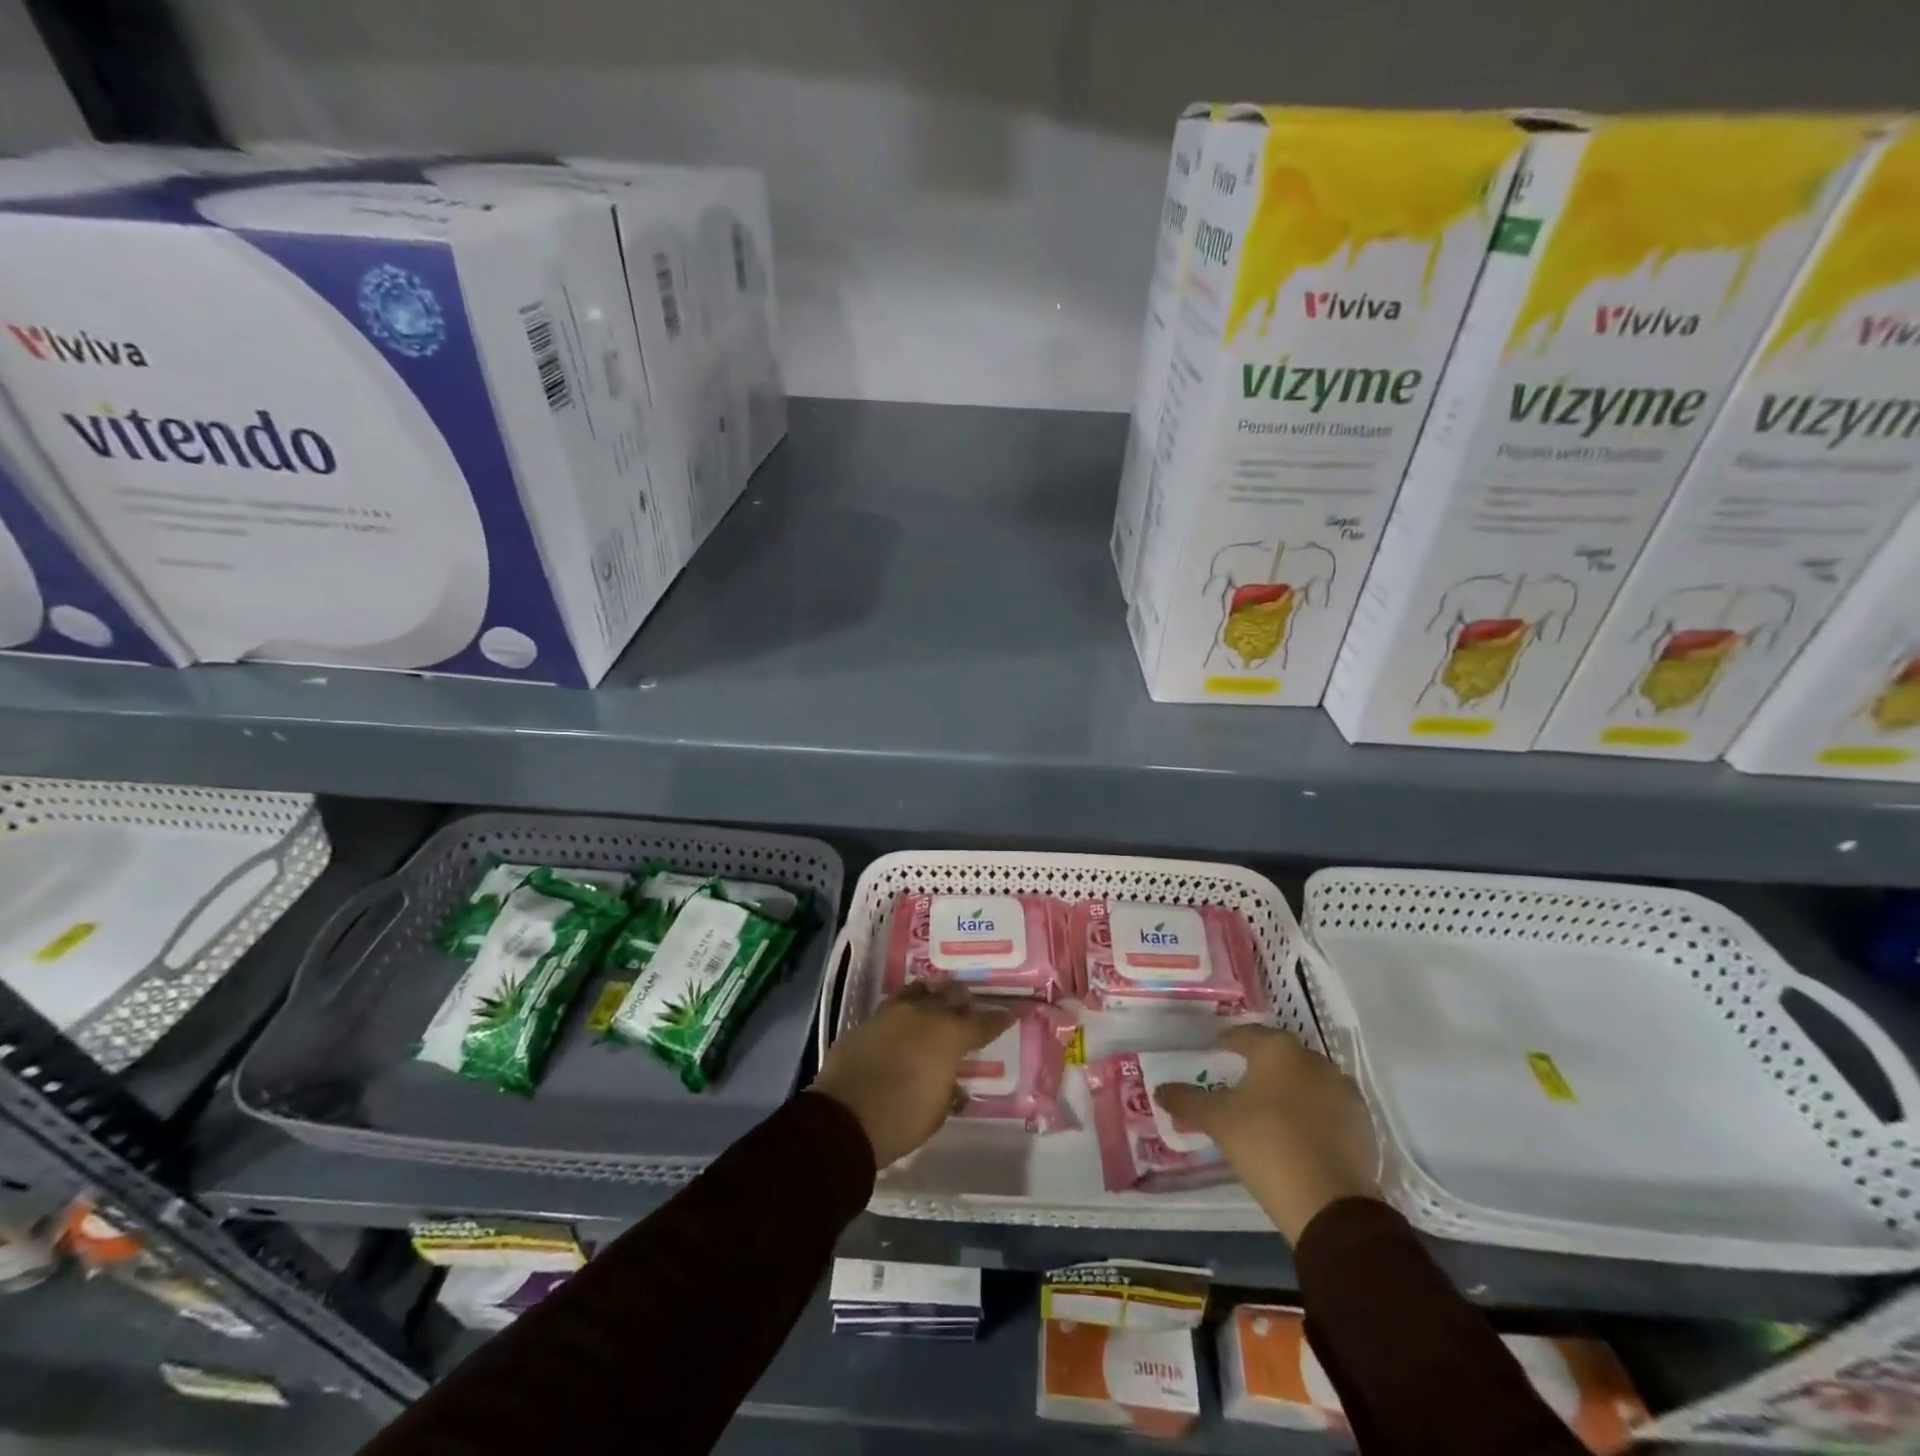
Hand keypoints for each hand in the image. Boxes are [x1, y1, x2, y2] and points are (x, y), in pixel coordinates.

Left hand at [811, 982, 1011, 1168]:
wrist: (844, 1118)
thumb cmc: (901, 1119)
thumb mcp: (937, 1112)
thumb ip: (949, 1091)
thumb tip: (955, 1086)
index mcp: (949, 1036)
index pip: (983, 1023)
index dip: (1000, 1018)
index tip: (1013, 1011)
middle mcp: (924, 1015)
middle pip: (950, 997)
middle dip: (963, 1000)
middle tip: (969, 1006)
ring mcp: (892, 1013)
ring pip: (920, 992)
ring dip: (932, 997)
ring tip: (937, 1002)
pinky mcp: (867, 1020)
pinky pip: (894, 1005)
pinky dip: (906, 1009)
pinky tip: (905, 1019)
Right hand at [1154, 1023, 1380, 1243]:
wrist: (1331, 1205)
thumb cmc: (1266, 1146)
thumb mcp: (1218, 1122)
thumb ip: (1188, 1101)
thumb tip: (1160, 1090)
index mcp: (1277, 1050)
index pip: (1246, 1035)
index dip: (1227, 1042)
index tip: (1215, 1051)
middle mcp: (1313, 1059)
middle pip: (1279, 1055)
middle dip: (1260, 1064)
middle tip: (1239, 1080)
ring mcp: (1343, 1090)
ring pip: (1307, 1079)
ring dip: (1289, 1088)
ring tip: (1269, 1109)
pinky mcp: (1362, 1122)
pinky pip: (1328, 1107)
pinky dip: (1312, 1112)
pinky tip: (1299, 1132)